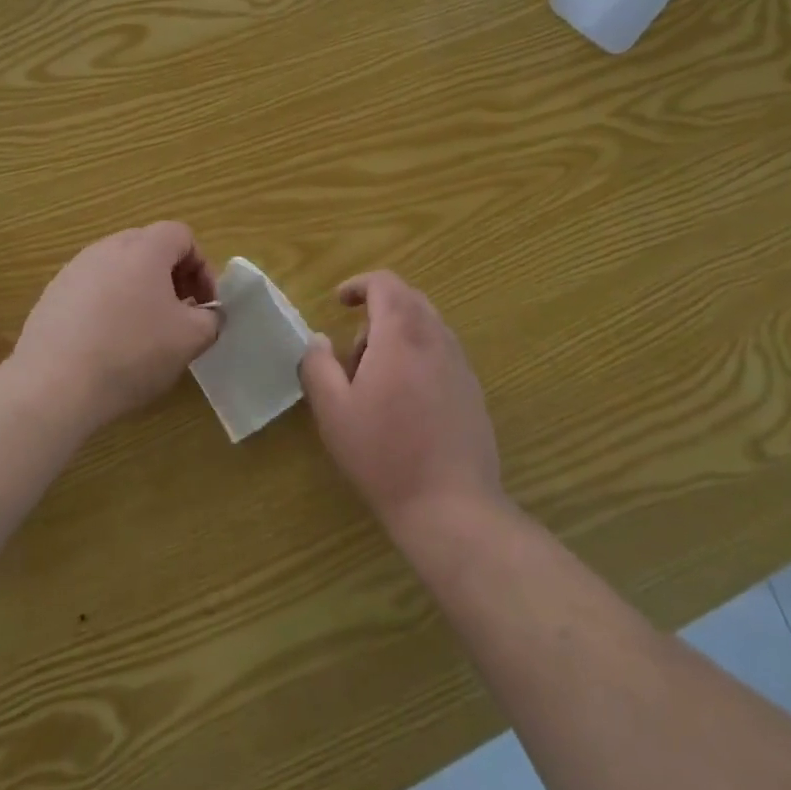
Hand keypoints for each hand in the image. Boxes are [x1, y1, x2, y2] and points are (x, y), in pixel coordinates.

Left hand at [13, 222, 220, 431]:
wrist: (53, 385)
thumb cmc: (132, 352)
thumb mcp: (190, 339)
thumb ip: (211, 319)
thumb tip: (208, 315)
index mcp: (145, 248)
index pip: (182, 236)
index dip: (201, 267)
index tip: (204, 304)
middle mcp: (108, 248)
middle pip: (149, 248)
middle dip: (171, 277)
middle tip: (179, 314)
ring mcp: (74, 270)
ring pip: (119, 269)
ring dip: (139, 291)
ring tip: (142, 332)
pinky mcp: (52, 296)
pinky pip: (92, 290)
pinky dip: (108, 307)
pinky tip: (107, 344)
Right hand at [299, 271, 503, 539]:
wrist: (451, 506)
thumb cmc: (384, 454)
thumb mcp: (333, 411)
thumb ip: (318, 366)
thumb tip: (319, 339)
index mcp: (401, 333)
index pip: (385, 283)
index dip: (359, 285)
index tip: (338, 302)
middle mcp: (436, 338)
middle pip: (408, 299)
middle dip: (377, 312)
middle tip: (354, 353)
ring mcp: (460, 363)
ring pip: (427, 326)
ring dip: (398, 336)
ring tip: (377, 382)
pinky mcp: (472, 389)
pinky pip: (441, 352)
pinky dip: (418, 356)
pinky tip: (406, 403)